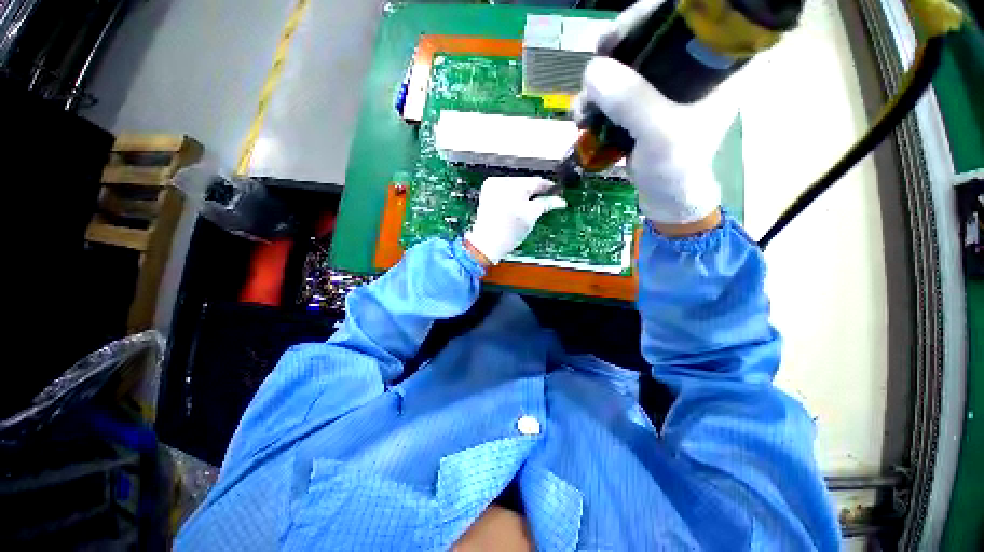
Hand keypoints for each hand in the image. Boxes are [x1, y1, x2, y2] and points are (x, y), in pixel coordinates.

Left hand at [464, 177, 566, 264]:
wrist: (486, 244)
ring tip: (531, 206)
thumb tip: (559, 200)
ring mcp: (492, 187)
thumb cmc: (507, 232)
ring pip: (515, 187)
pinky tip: (518, 207)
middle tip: (547, 200)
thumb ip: (546, 204)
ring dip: (525, 195)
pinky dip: (513, 198)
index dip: (549, 187)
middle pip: (525, 183)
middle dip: (536, 192)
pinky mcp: (487, 195)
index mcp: (511, 184)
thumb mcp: (531, 216)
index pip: (536, 181)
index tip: (557, 192)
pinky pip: (506, 192)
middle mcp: (499, 181)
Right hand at [571, 3, 737, 226]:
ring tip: (580, 110)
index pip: (687, 15)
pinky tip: (583, 116)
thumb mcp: (660, 135)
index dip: (646, 16)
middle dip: (614, 52)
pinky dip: (596, 98)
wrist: (665, 196)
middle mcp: (694, 63)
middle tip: (591, 71)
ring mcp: (666, 82)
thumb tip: (592, 71)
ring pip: (628, 61)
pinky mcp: (645, 100)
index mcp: (717, 60)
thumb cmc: (676, 168)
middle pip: (650, 33)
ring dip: (597, 82)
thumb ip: (633, 102)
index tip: (613, 37)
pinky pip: (617, 86)